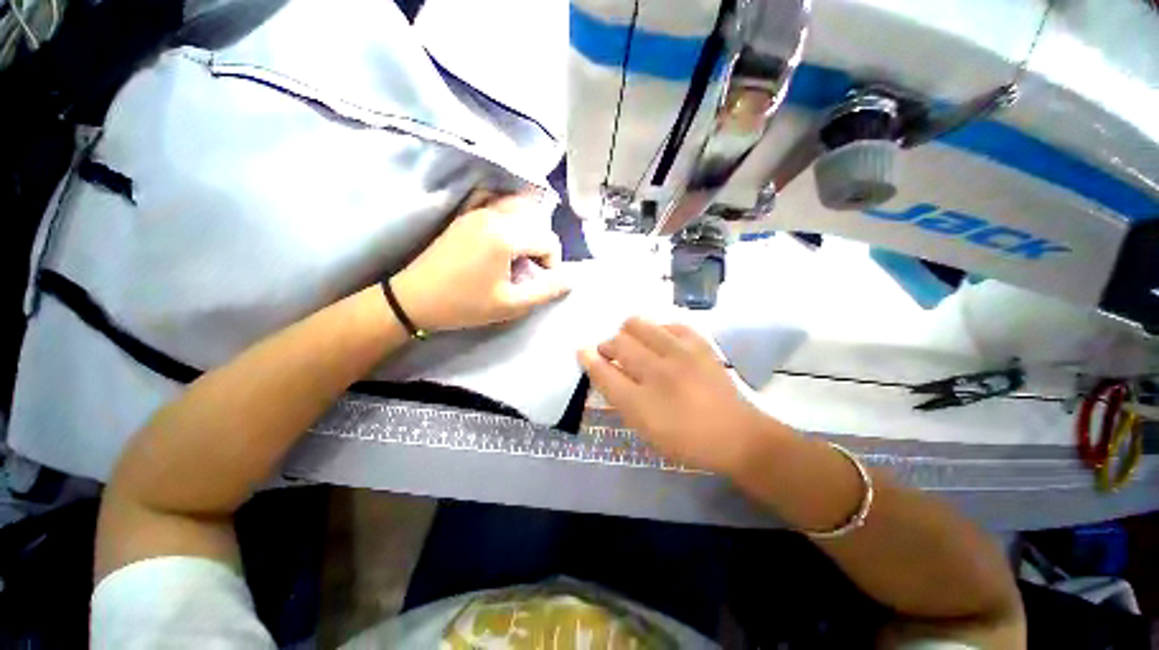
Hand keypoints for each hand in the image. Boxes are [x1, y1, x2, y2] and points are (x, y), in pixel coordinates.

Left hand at [392, 194, 569, 330]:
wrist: (414, 299)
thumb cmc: (464, 304)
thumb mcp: (511, 305)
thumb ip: (546, 291)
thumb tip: (570, 279)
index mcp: (505, 235)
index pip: (548, 240)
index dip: (552, 263)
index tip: (539, 281)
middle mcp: (493, 214)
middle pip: (536, 221)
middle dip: (541, 246)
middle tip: (530, 270)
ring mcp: (477, 211)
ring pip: (519, 209)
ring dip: (527, 231)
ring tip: (519, 255)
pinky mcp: (465, 215)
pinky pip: (497, 204)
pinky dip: (509, 215)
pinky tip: (504, 235)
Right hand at [579, 317, 783, 474]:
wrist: (736, 435)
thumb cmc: (684, 438)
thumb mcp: (644, 427)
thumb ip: (619, 396)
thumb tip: (599, 367)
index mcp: (642, 402)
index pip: (604, 372)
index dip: (589, 359)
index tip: (582, 351)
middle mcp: (658, 372)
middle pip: (618, 342)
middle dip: (608, 346)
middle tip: (613, 355)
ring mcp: (681, 353)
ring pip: (638, 324)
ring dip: (628, 332)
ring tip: (636, 345)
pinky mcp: (699, 343)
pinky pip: (667, 323)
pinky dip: (658, 331)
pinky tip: (662, 343)